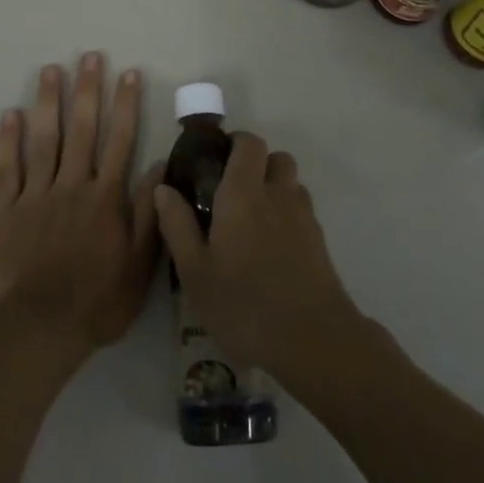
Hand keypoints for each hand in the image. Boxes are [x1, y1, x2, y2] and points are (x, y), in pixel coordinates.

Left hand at [0, 54, 161, 365]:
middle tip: (89, 56)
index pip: (120, 140)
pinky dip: (8, 141)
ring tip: (51, 70)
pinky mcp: (7, 210)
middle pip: (82, 129)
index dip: (126, 105)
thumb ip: (148, 213)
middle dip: (88, 90)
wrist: (41, 327)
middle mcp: (72, 185)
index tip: (129, 74)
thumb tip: (158, 167)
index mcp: (105, 197)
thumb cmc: (97, 300)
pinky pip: (8, 169)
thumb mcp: (139, 265)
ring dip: (49, 103)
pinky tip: (10, 114)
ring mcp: (37, 195)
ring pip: (44, 140)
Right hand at [153, 133, 367, 385]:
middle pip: (277, 157)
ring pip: (292, 184)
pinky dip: (288, 215)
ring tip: (253, 220)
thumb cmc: (243, 303)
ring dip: (275, 188)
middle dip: (258, 164)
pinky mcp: (320, 241)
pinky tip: (272, 248)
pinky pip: (302, 211)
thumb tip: (163, 187)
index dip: (235, 143)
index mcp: (244, 193)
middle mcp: (277, 194)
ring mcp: (304, 217)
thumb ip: (177, 224)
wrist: (312, 339)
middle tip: (233, 191)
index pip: (249, 143)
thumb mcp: (194, 271)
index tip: (216, 160)